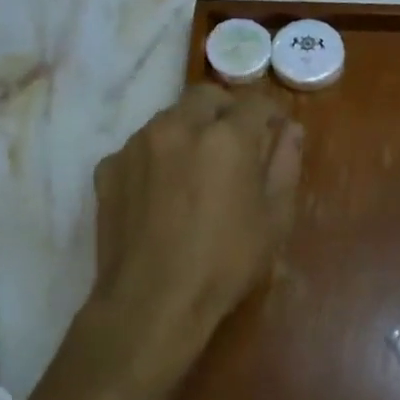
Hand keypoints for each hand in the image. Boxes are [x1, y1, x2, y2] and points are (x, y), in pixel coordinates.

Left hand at [82, 84, 302, 390]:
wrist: (151, 302)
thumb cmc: (224, 263)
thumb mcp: (273, 218)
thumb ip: (285, 164)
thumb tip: (291, 130)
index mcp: (226, 137)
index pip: (255, 102)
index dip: (271, 113)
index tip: (275, 131)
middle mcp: (178, 126)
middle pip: (207, 97)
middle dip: (226, 111)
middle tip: (236, 144)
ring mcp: (137, 144)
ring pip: (169, 118)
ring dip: (189, 130)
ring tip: (196, 169)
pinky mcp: (108, 167)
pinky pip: (140, 147)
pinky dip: (156, 157)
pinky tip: (162, 192)